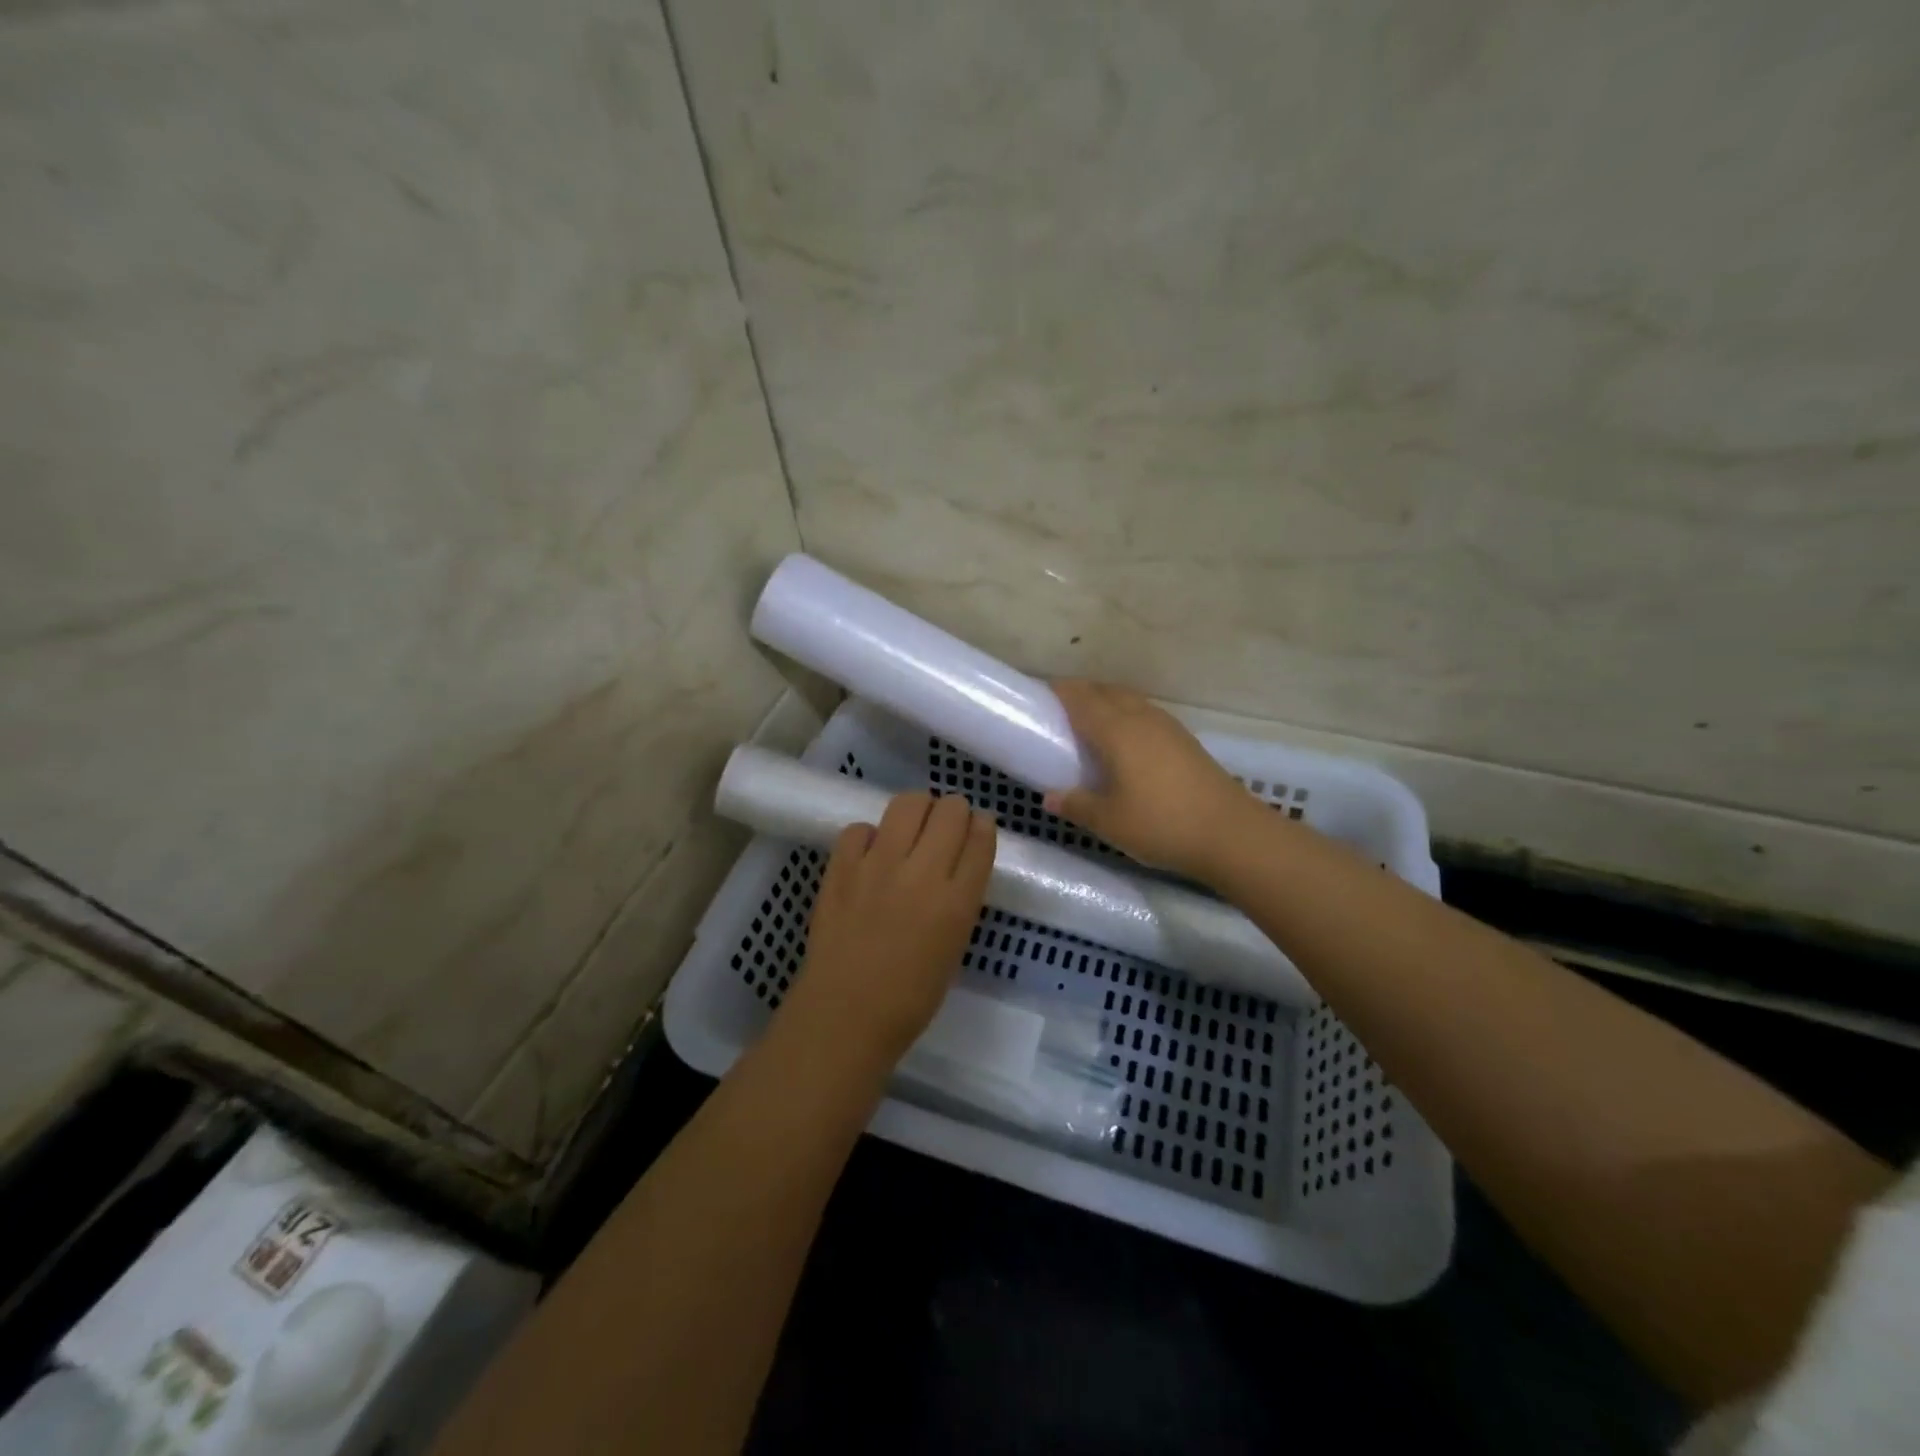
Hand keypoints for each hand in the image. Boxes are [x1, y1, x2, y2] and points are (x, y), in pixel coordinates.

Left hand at [786, 791, 996, 1065]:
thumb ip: (960, 898)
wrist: (845, 1015)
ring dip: (917, 810)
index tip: (976, 829)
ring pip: (908, 803)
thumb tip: (958, 862)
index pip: (980, 837)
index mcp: (957, 902)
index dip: (981, 826)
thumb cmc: (910, 997)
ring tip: (911, 830)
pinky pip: (861, 827)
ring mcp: (878, 865)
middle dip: (954, 811)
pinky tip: (870, 855)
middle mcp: (922, 873)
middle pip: (950, 810)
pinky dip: (870, 835)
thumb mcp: (954, 945)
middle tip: (944, 828)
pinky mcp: (841, 867)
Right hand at [1044, 679, 1260, 880]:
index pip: (1081, 698)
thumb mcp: (1108, 822)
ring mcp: (1167, 727)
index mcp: (1116, 730)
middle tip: (1059, 711)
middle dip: (1081, 693)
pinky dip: (1127, 715)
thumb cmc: (1161, 824)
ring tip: (1090, 722)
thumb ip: (1076, 805)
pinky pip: (1146, 714)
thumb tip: (1049, 797)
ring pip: (1129, 700)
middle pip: (1106, 691)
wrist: (1230, 833)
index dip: (1060, 692)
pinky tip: (1126, 740)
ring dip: (1107, 701)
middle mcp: (1141, 718)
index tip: (1040, 696)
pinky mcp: (1185, 740)